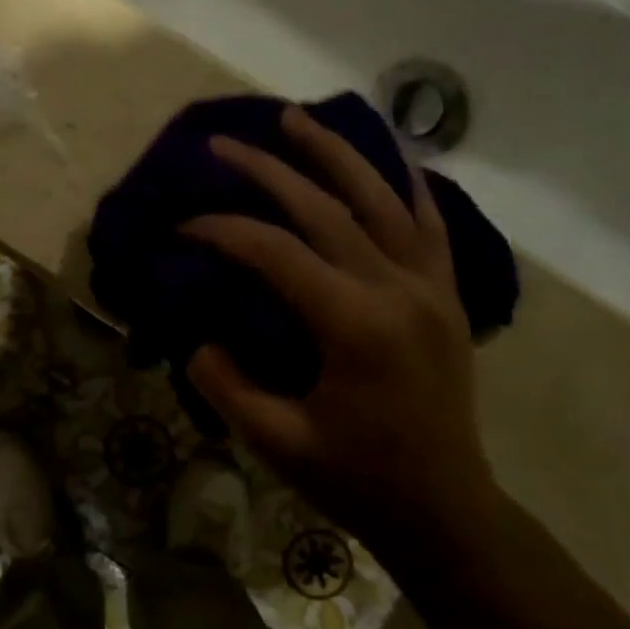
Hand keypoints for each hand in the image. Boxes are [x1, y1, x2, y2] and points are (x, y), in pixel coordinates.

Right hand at [183, 105, 497, 554]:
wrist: (447, 510)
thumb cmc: (358, 478)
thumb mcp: (276, 441)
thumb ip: (226, 384)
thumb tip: (197, 337)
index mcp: (354, 324)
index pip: (274, 253)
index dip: (221, 231)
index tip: (181, 226)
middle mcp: (397, 290)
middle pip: (325, 208)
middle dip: (267, 171)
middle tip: (222, 145)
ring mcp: (431, 287)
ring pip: (382, 198)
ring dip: (335, 154)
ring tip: (296, 118)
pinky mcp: (447, 294)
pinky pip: (431, 223)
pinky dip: (406, 183)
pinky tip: (387, 157)